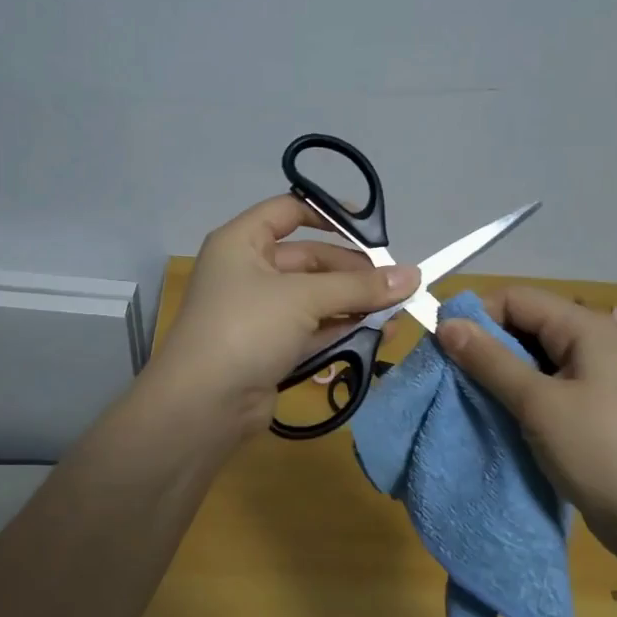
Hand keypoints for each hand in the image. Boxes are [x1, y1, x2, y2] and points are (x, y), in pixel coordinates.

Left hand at [156, 195, 420, 435]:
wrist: (203, 405)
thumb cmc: (247, 328)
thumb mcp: (303, 297)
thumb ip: (359, 286)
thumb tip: (413, 276)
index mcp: (241, 242)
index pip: (287, 211)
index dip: (328, 214)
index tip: (371, 228)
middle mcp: (248, 272)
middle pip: (309, 259)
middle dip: (353, 270)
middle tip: (397, 282)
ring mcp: (260, 313)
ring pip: (315, 298)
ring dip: (354, 302)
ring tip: (398, 310)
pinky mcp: (271, 348)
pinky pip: (313, 329)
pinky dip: (343, 329)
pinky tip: (380, 332)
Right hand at [436, 286, 616, 545]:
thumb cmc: (603, 452)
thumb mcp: (539, 404)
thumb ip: (490, 360)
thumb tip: (445, 324)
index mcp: (585, 328)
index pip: (515, 298)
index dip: (475, 317)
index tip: (441, 349)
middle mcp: (592, 344)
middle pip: (524, 326)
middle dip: (484, 347)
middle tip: (450, 379)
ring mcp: (595, 379)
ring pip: (532, 360)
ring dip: (499, 376)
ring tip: (469, 401)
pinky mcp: (593, 412)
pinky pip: (545, 389)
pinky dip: (518, 398)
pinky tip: (499, 419)